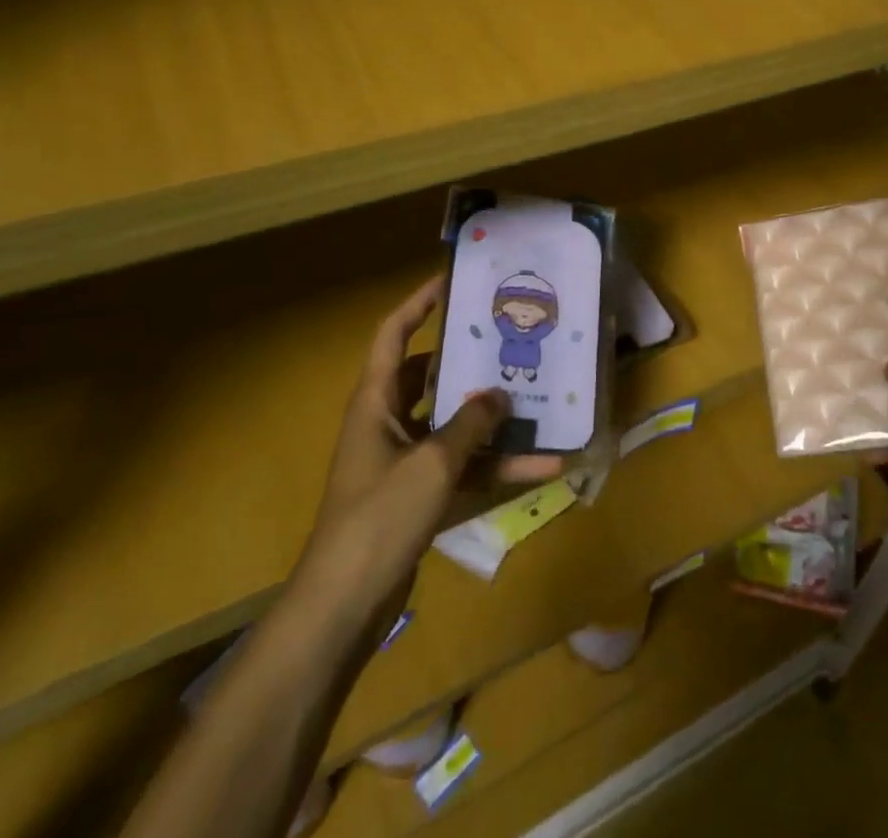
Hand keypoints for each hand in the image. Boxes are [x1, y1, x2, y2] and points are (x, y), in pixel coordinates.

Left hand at [303, 275, 558, 630]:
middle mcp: (389, 423)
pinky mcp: (420, 497)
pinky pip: (464, 469)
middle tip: (511, 342)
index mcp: (376, 402)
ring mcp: (405, 462)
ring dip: (494, 422)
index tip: (451, 281)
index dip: (418, 304)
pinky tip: (542, 467)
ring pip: (455, 427)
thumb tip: (501, 396)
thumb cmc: (379, 517)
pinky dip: (497, 469)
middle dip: (470, 363)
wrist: (345, 607)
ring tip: (540, 402)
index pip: (393, 335)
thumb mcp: (431, 463)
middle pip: (431, 378)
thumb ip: (470, 425)